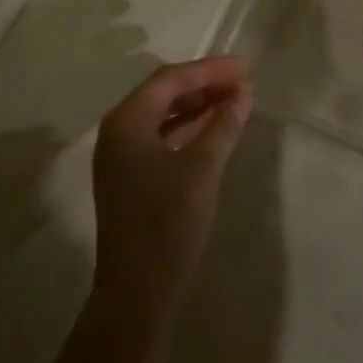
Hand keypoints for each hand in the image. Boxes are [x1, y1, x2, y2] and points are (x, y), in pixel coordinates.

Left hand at [91, 56, 252, 313]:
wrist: (136, 294)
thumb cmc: (167, 224)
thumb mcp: (201, 170)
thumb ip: (222, 126)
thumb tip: (242, 94)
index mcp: (126, 120)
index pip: (170, 79)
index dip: (209, 70)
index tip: (244, 68)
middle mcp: (117, 130)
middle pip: (164, 93)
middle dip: (204, 85)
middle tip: (243, 82)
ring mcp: (120, 156)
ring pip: (162, 115)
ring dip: (197, 106)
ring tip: (234, 101)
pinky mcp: (129, 177)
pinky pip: (160, 137)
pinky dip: (187, 129)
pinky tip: (213, 130)